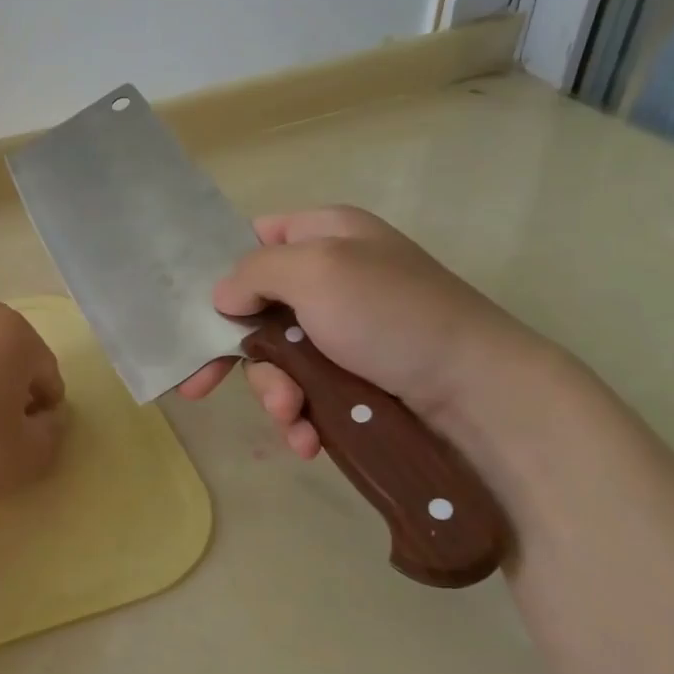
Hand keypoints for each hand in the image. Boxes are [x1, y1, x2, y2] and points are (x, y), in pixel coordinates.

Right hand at [175, 207, 547, 457]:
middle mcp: (331, 278)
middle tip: (198, 387)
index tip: (196, 310)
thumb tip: (224, 298)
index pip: (256, 237)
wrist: (478, 394)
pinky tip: (305, 439)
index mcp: (326, 234)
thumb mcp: (317, 270)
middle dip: (233, 354)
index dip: (223, 268)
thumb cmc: (392, 316)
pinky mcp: (354, 379)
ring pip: (275, 360)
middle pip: (254, 308)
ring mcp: (343, 332)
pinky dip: (299, 417)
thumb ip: (255, 272)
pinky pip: (304, 393)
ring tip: (290, 417)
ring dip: (272, 393)